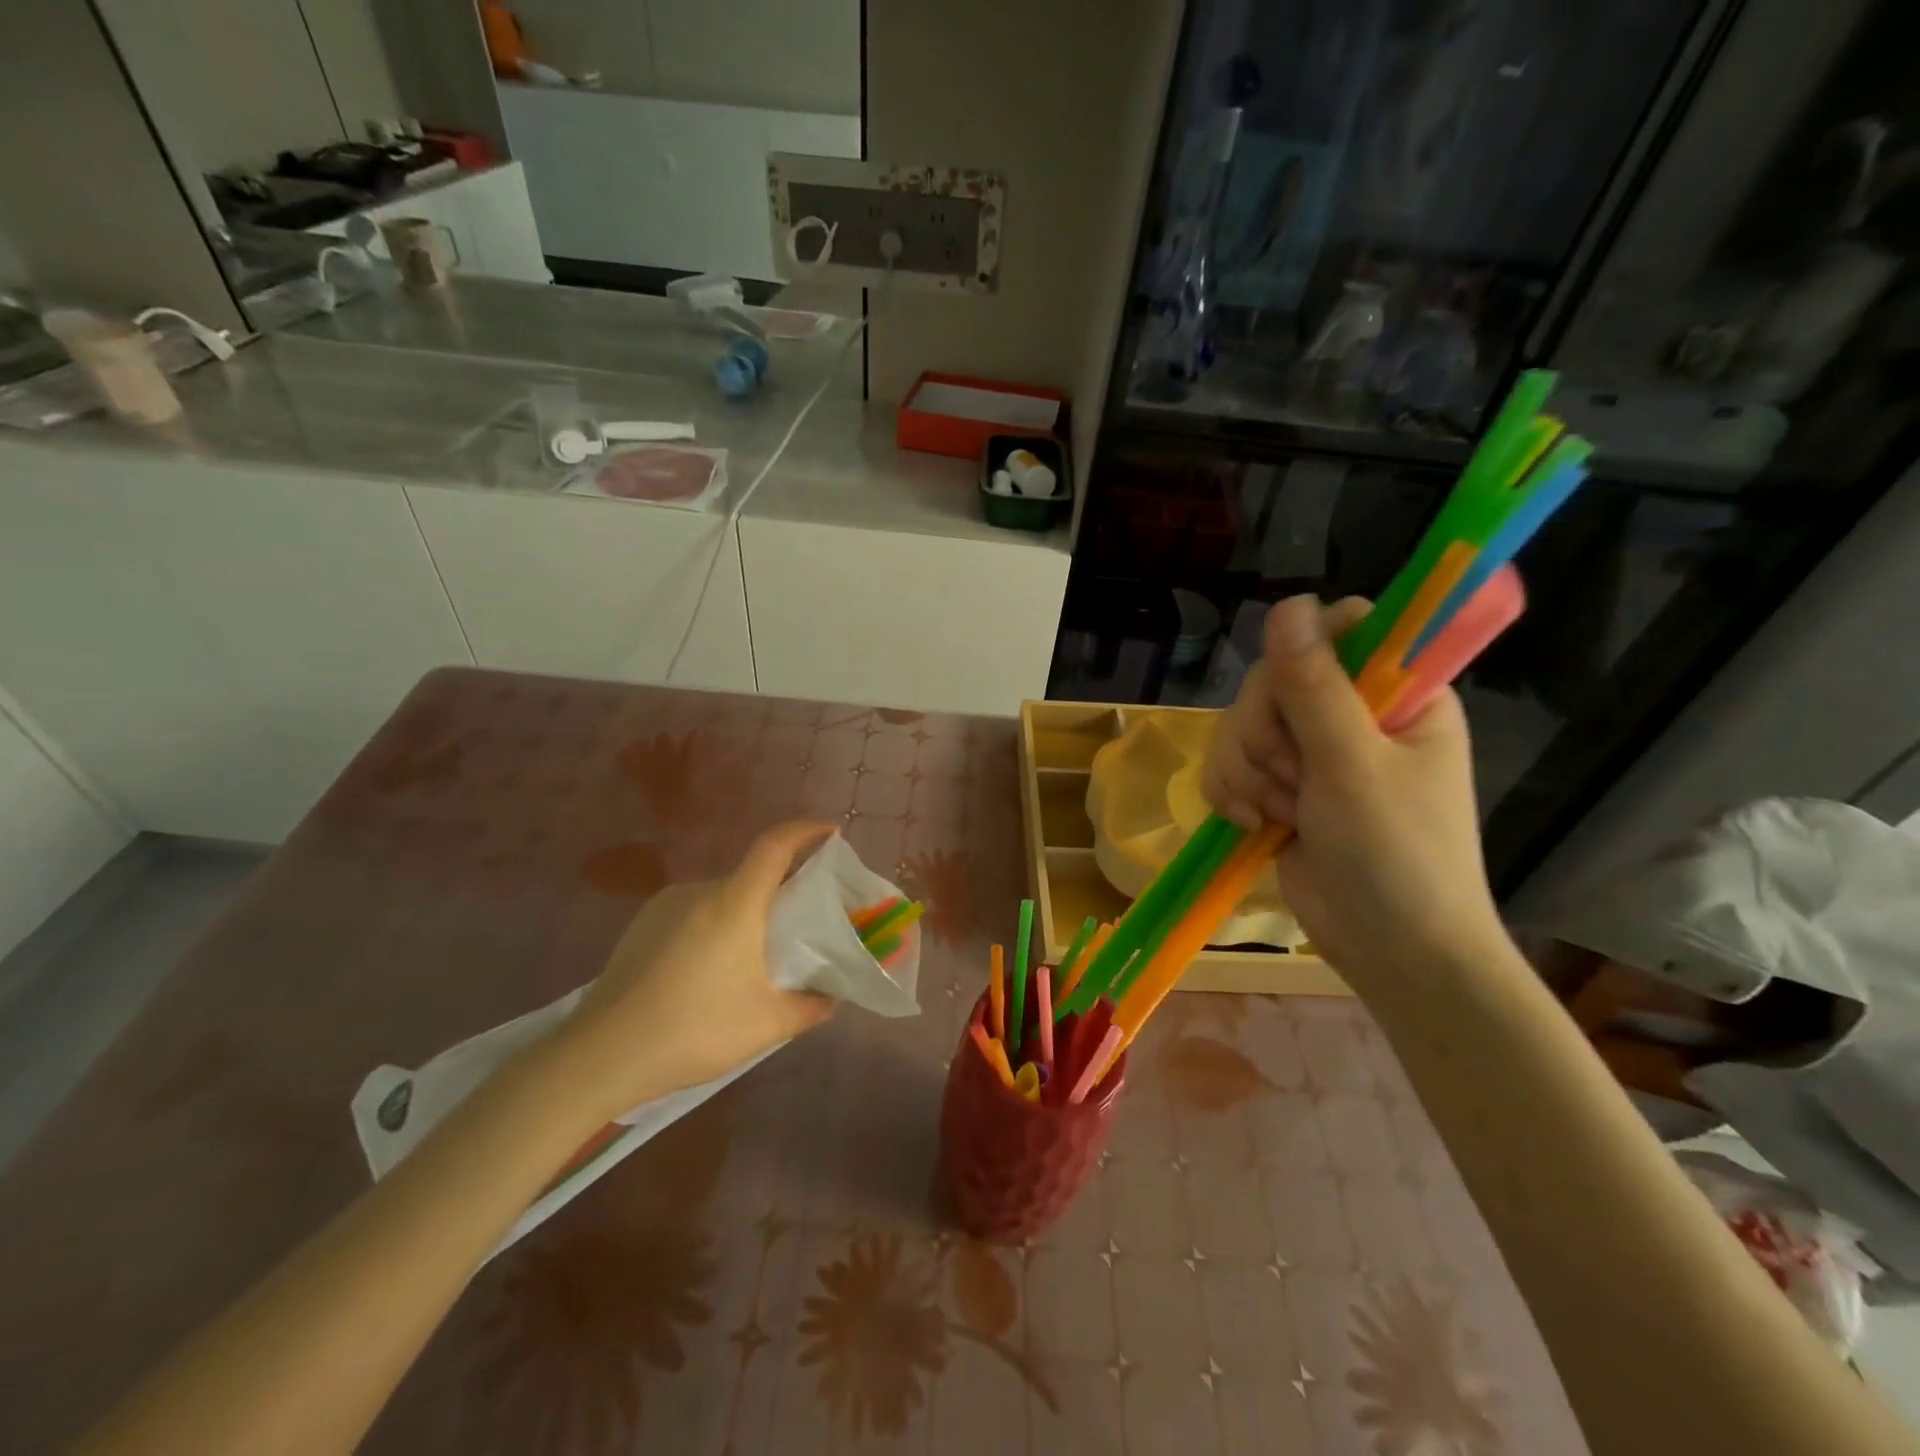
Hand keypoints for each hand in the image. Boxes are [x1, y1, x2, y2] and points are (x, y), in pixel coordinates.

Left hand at [546, 822, 837, 1119]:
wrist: (600, 1057)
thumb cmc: (693, 1031)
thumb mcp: (766, 1025)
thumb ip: (808, 1006)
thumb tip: (830, 996)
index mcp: (734, 903)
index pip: (775, 846)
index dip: (806, 831)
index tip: (830, 832)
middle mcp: (699, 891)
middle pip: (751, 876)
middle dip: (781, 891)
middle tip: (800, 925)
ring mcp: (665, 907)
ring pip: (722, 897)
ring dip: (745, 915)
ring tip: (754, 958)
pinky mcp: (641, 927)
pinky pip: (694, 913)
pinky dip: (715, 927)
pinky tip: (711, 971)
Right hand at [1202, 595, 1510, 985]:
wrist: (1390, 951)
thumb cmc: (1396, 856)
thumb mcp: (1353, 766)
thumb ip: (1315, 686)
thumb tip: (1286, 604)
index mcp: (1396, 694)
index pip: (1338, 630)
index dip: (1304, 658)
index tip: (1297, 702)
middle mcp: (1351, 713)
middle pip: (1272, 679)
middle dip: (1265, 736)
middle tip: (1295, 781)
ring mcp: (1310, 753)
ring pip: (1240, 724)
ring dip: (1246, 772)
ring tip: (1277, 814)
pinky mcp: (1276, 787)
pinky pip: (1226, 763)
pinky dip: (1229, 793)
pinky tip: (1252, 824)